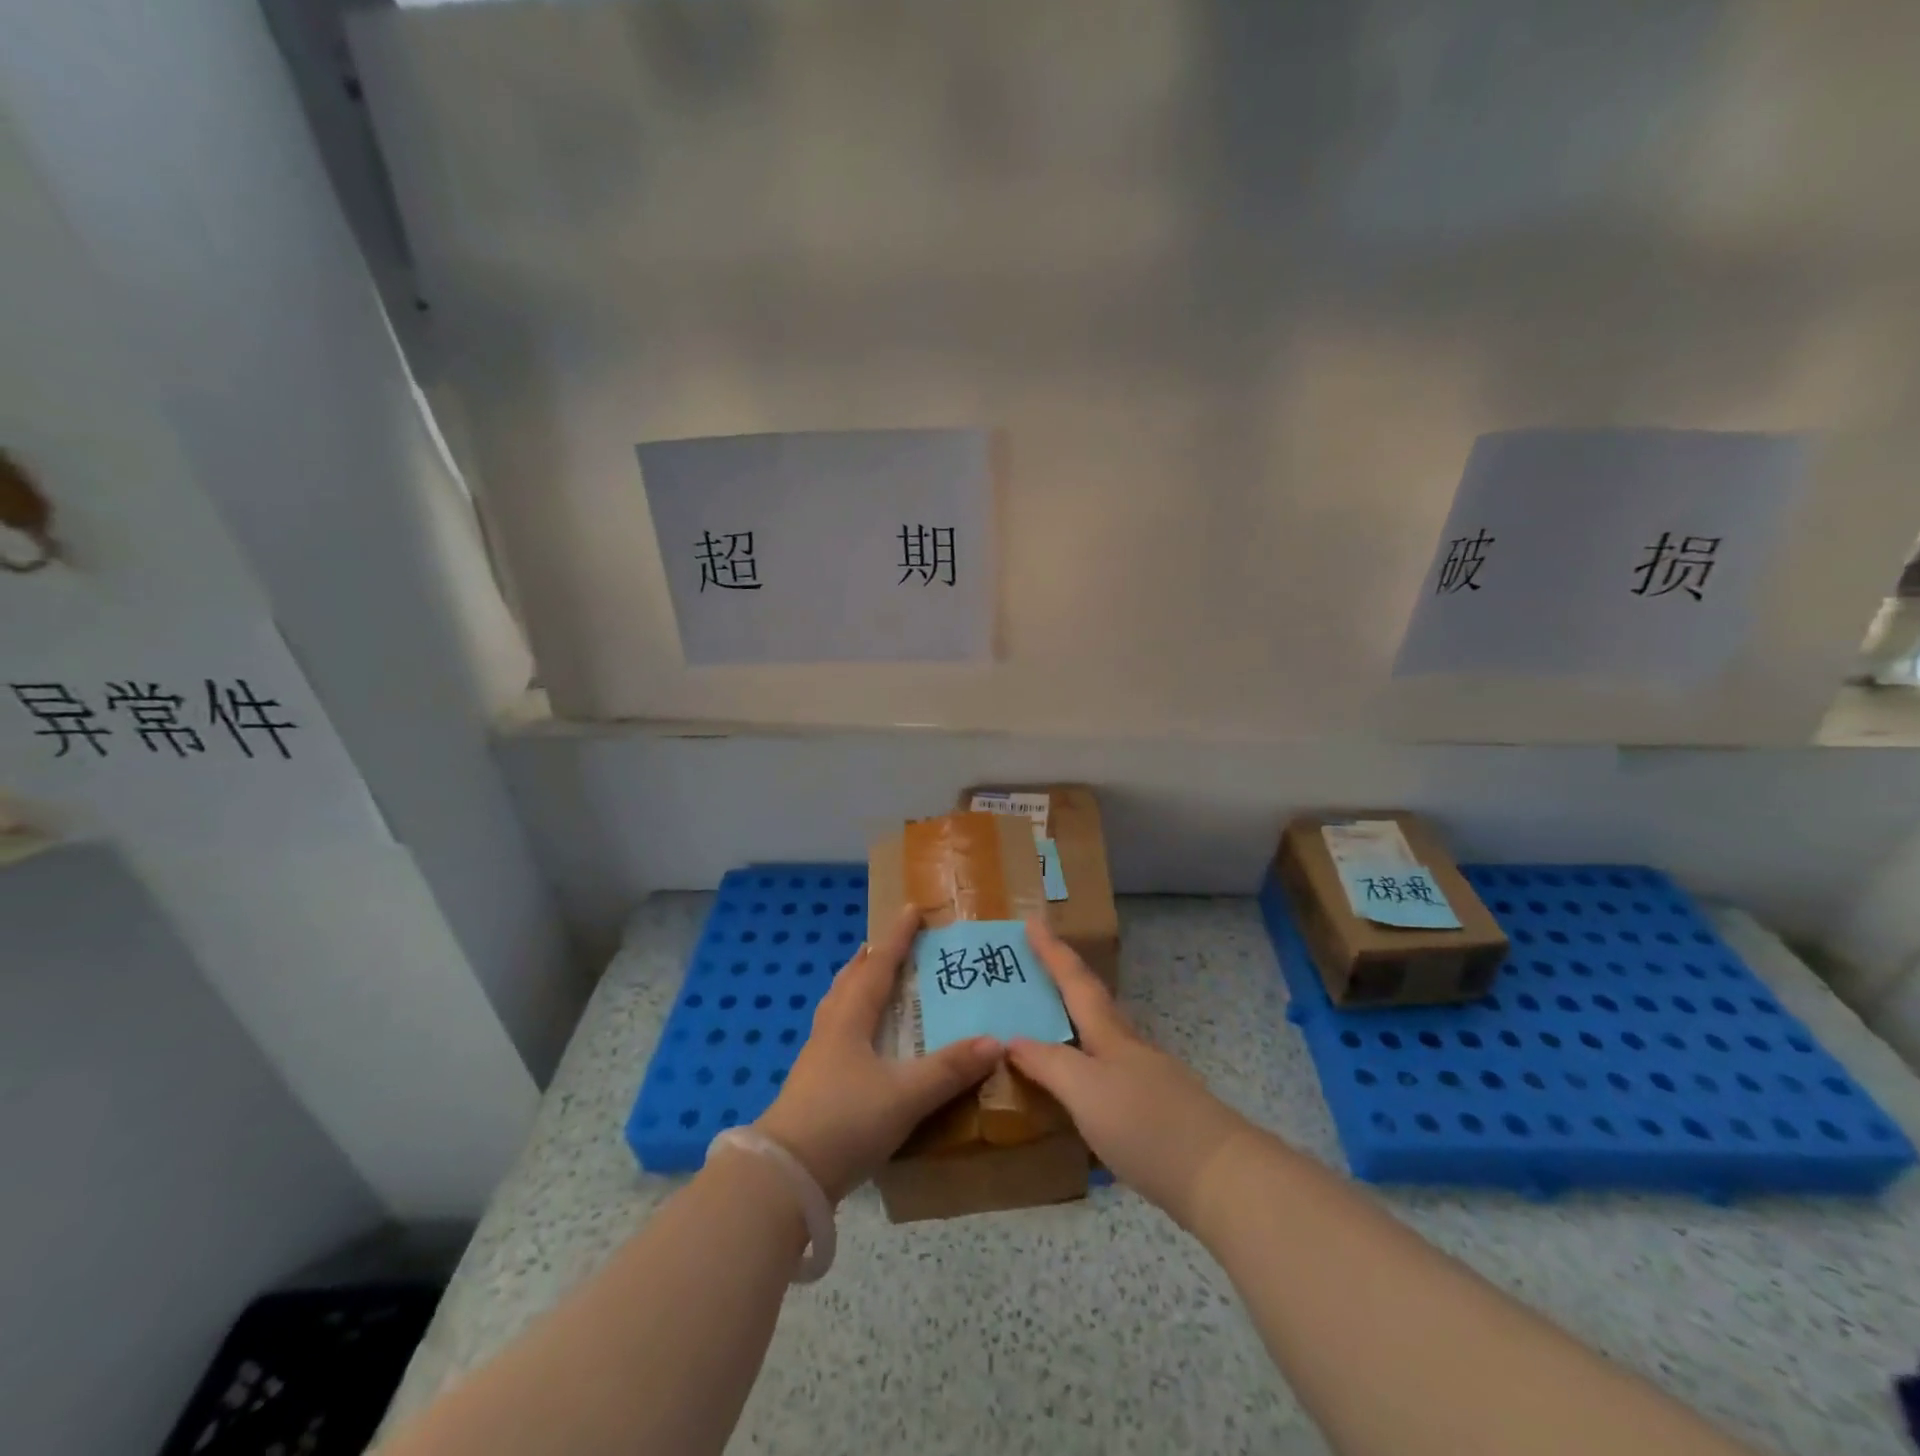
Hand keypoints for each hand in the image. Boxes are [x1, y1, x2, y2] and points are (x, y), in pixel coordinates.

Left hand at [755, 905, 1000, 1202]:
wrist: (784, 1176)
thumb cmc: (845, 1121)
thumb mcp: (905, 1096)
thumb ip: (949, 1069)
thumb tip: (995, 1041)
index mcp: (851, 1019)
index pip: (878, 966)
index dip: (896, 938)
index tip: (911, 909)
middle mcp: (831, 1029)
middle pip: (850, 981)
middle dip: (871, 959)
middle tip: (888, 944)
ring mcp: (817, 1057)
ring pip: (838, 1006)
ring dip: (856, 986)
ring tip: (871, 982)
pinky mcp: (812, 1084)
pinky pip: (835, 1033)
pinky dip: (851, 1019)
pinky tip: (861, 1042)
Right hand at [1008, 917, 1252, 1227]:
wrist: (1221, 1178)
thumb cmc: (1146, 1124)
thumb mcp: (1086, 1092)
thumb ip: (1049, 1064)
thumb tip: (1014, 1040)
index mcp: (1110, 1035)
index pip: (1075, 981)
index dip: (1052, 951)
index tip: (1032, 919)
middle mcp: (1128, 1048)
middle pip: (1092, 1003)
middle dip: (1062, 982)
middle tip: (1031, 969)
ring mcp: (1147, 1078)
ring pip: (1101, 1038)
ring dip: (1072, 1024)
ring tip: (1044, 1026)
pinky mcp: (1157, 1111)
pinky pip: (1107, 1073)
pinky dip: (1084, 1065)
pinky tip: (1077, 1089)